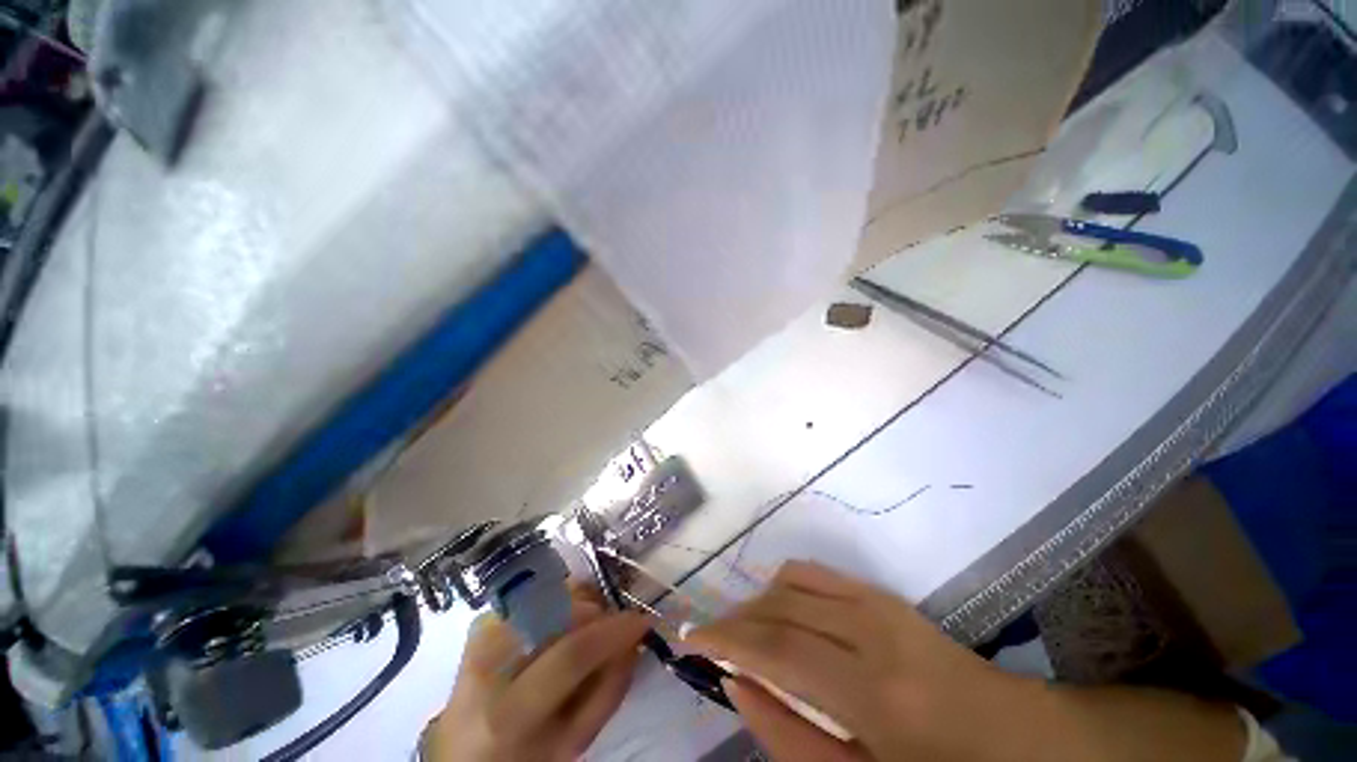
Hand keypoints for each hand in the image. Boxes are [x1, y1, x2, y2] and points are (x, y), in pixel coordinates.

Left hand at [424, 586, 651, 761]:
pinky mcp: (482, 624)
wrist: (464, 755)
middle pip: (557, 615)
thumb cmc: (524, 759)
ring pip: (548, 598)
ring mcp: (480, 638)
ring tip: (590, 626)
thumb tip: (631, 641)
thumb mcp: (570, 744)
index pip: (570, 656)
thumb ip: (606, 693)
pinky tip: (565, 623)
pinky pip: (534, 599)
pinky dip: (559, 604)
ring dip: (580, 605)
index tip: (641, 621)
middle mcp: (487, 667)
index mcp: (509, 714)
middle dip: (597, 612)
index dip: (612, 632)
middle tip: (615, 626)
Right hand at [684, 561, 1035, 761]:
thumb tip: (738, 685)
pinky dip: (783, 586)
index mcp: (874, 690)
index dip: (726, 637)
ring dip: (757, 602)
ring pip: (792, 581)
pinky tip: (779, 612)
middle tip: (710, 638)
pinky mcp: (881, 592)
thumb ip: (791, 738)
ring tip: (743, 631)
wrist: (1014, 736)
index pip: (778, 647)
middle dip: (735, 618)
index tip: (690, 638)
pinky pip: (814, 573)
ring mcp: (878, 601)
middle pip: (780, 607)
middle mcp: (872, 628)